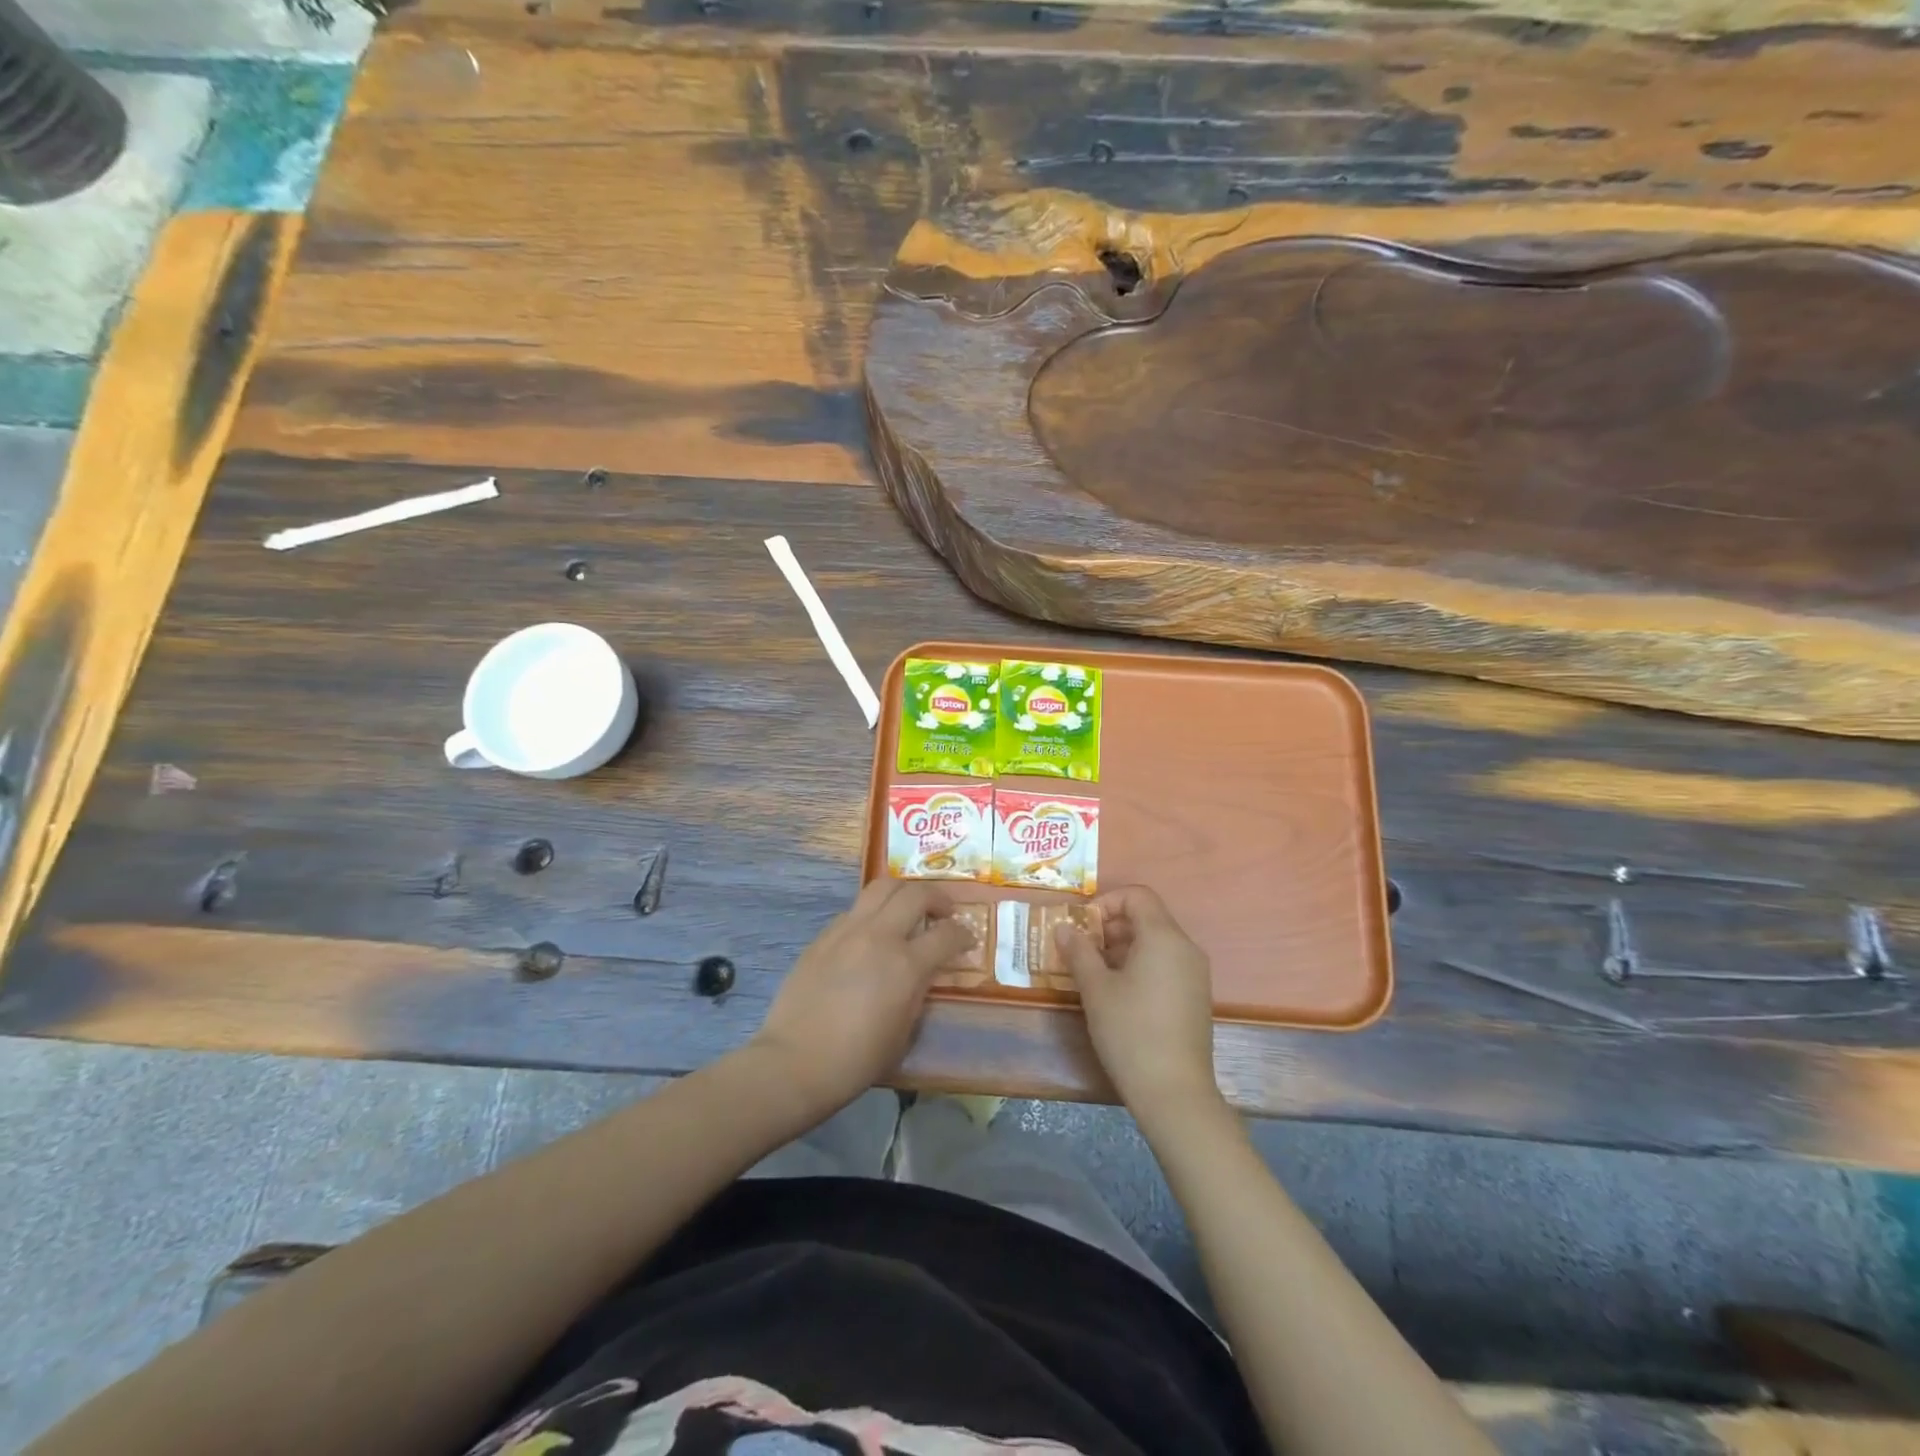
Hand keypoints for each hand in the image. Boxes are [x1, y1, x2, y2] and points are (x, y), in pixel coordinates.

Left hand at [750, 878, 976, 1114]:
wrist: (795, 1062)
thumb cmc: (857, 1059)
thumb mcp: (904, 1030)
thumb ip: (918, 991)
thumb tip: (924, 972)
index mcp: (905, 965)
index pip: (947, 934)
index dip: (964, 934)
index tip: (967, 940)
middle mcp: (879, 936)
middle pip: (915, 894)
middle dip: (938, 898)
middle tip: (944, 913)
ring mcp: (847, 931)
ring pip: (881, 887)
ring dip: (903, 893)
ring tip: (909, 909)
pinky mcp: (823, 936)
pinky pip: (855, 910)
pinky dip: (872, 913)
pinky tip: (871, 934)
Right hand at [1054, 885, 1222, 1120]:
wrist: (1174, 1092)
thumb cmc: (1130, 1031)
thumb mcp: (1096, 989)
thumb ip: (1079, 951)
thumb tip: (1063, 927)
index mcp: (1163, 937)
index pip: (1137, 895)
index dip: (1106, 902)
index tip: (1083, 928)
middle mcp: (1185, 947)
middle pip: (1147, 916)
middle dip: (1111, 926)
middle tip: (1082, 951)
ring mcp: (1195, 973)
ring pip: (1156, 942)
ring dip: (1123, 947)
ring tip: (1095, 973)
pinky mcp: (1196, 996)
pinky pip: (1166, 963)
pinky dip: (1141, 965)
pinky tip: (1119, 994)